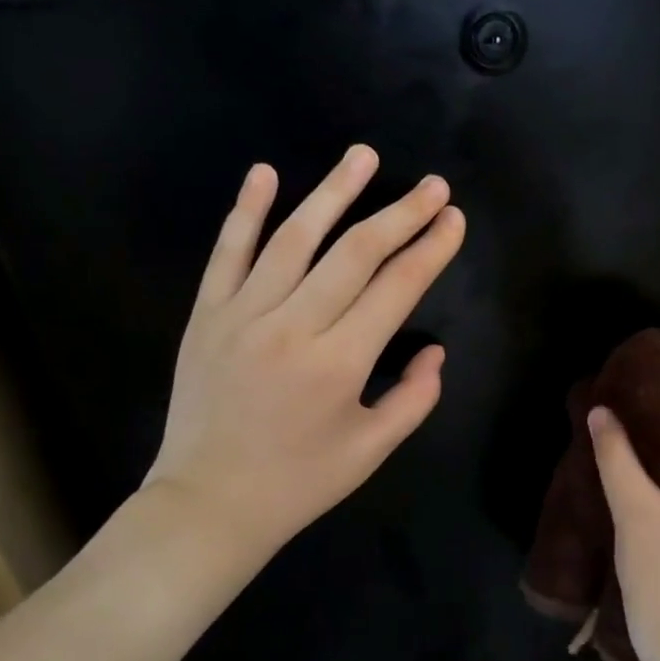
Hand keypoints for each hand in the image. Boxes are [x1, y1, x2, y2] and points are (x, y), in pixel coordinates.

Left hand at [139, 145, 464, 592]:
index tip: (454, 220)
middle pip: (354, 253)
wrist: (207, 504)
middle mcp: (292, 327)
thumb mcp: (372, 451)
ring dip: (333, 192)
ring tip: (364, 155)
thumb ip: (414, 398)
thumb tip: (436, 351)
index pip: (397, 289)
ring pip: (293, 238)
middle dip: (400, 214)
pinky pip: (226, 253)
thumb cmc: (298, 483)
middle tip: (433, 185)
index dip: (431, 250)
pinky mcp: (205, 316)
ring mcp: (241, 315)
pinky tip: (265, 173)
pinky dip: (245, 210)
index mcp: (338, 364)